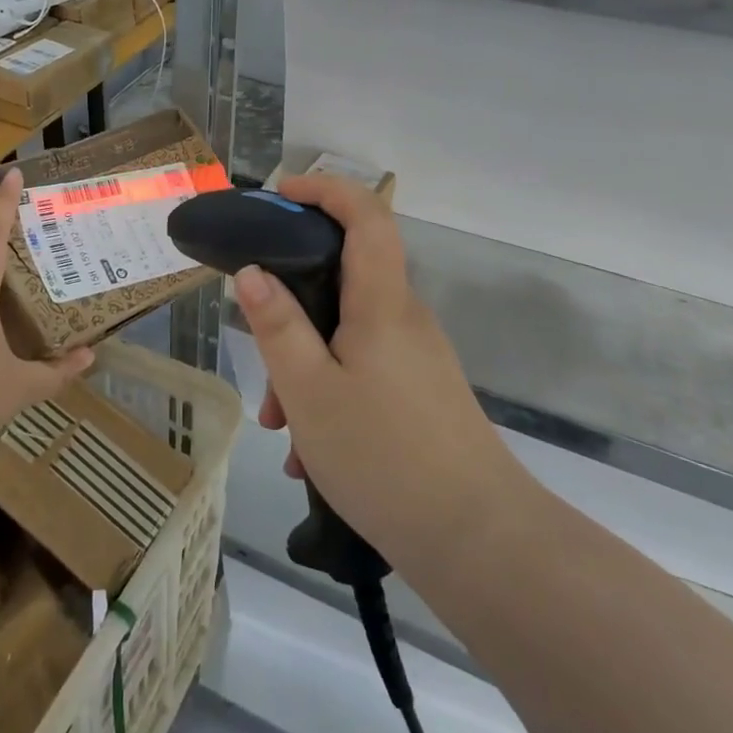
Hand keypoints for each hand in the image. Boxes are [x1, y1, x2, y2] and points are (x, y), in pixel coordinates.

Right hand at [233, 173, 533, 571]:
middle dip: (292, 308)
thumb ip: (277, 326)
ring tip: (281, 429)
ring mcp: (416, 357)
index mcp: (382, 302)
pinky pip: (363, 369)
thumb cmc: (384, 456)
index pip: (366, 214)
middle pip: (343, 279)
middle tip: (260, 356)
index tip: (280, 195)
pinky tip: (311, 454)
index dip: (325, 190)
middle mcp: (404, 318)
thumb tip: (252, 272)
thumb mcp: (309, 390)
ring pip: (346, 334)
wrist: (480, 542)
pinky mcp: (420, 392)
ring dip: (305, 366)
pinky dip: (329, 392)